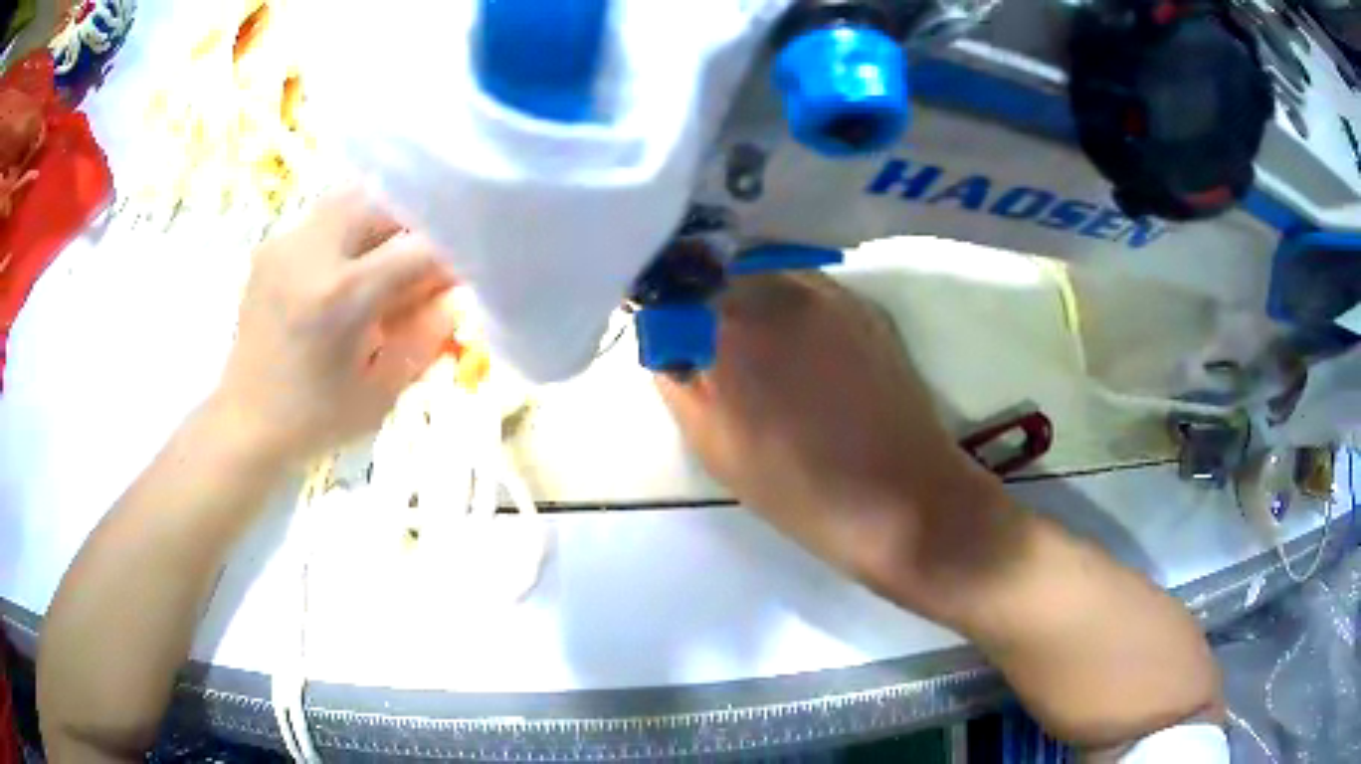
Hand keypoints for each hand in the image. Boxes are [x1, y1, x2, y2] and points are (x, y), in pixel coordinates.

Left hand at [214, 188, 456, 464]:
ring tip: (383, 260)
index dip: (450, 256)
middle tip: (421, 262)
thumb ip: (425, 336)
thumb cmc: (315, 420)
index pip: (418, 247)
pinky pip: (322, 217)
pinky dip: (347, 231)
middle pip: (384, 202)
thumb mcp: (381, 391)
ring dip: (379, 222)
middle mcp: (311, 253)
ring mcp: (285, 244)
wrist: (245, 423)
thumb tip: (457, 293)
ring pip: (350, 198)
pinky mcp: (270, 247)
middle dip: (414, 225)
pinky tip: (346, 269)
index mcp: (341, 296)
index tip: (461, 275)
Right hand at [657, 272, 1014, 614]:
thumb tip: (669, 338)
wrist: (902, 498)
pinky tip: (802, 351)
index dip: (664, 305)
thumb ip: (677, 377)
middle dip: (702, 296)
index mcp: (731, 322)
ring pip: (765, 273)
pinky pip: (807, 287)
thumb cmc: (797, 486)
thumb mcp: (713, 443)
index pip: (672, 283)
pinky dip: (789, 306)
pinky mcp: (865, 304)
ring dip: (747, 297)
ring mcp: (828, 291)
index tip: (665, 331)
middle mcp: (778, 287)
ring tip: (757, 348)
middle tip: (706, 343)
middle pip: (718, 267)